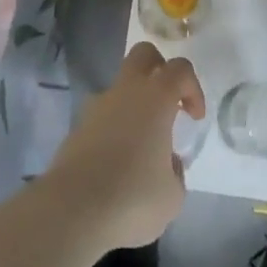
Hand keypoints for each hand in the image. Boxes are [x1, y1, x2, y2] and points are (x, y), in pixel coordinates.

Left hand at [42, 41, 204, 251]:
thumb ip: (175, 171)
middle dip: (159, 69)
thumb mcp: (172, 195)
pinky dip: (113, 130)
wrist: (72, 212)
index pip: (179, 69)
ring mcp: (96, 107)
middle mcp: (125, 92)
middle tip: (167, 103)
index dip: (193, 88)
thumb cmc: (132, 198)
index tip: (194, 118)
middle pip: (143, 54)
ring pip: (119, 88)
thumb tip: (167, 162)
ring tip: (140, 148)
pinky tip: (115, 166)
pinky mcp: (76, 128)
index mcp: (155, 98)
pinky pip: (102, 117)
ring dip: (133, 105)